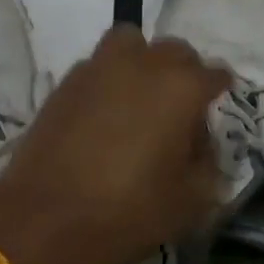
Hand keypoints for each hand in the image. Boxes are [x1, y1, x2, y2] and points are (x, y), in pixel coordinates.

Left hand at [0, 24, 230, 263]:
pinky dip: (108, 79)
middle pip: (174, 51)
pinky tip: (104, 113)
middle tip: (179, 109)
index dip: (219, 92)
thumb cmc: (127, 212)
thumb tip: (200, 143)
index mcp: (181, 87)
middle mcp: (142, 64)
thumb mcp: (191, 201)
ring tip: (138, 99)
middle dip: (184, 72)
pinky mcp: (65, 82)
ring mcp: (98, 68)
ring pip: (130, 44)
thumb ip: (208, 163)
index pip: (215, 74)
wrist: (44, 218)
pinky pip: (98, 66)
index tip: (215, 111)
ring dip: (142, 62)